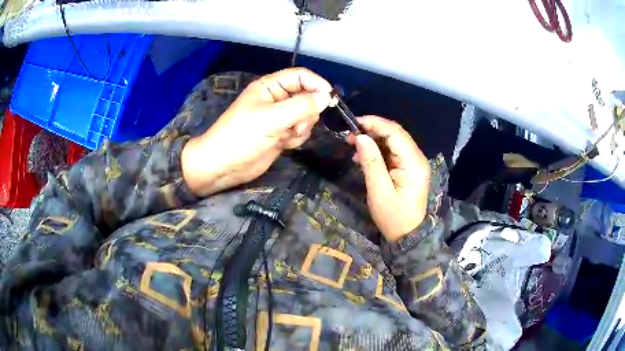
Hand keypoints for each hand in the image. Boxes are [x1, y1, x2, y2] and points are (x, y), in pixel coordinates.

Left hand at [182, 68, 331, 195]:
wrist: (223, 166)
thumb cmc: (242, 136)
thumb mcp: (271, 118)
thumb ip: (301, 106)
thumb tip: (326, 97)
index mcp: (270, 86)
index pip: (300, 76)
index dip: (317, 84)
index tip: (330, 99)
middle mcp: (276, 99)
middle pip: (307, 96)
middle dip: (307, 111)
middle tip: (297, 124)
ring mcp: (279, 118)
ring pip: (306, 115)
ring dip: (302, 127)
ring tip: (287, 136)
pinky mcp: (280, 134)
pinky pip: (300, 131)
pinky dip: (297, 138)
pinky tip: (284, 144)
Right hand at [348, 116, 429, 241]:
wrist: (407, 235)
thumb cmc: (393, 217)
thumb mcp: (379, 191)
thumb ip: (371, 162)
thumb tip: (360, 137)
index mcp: (413, 162)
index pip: (395, 132)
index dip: (374, 123)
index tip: (353, 124)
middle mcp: (417, 157)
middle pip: (395, 133)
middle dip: (372, 130)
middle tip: (350, 136)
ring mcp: (414, 162)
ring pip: (393, 141)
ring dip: (373, 140)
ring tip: (353, 146)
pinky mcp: (408, 168)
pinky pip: (393, 152)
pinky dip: (378, 150)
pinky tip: (363, 157)